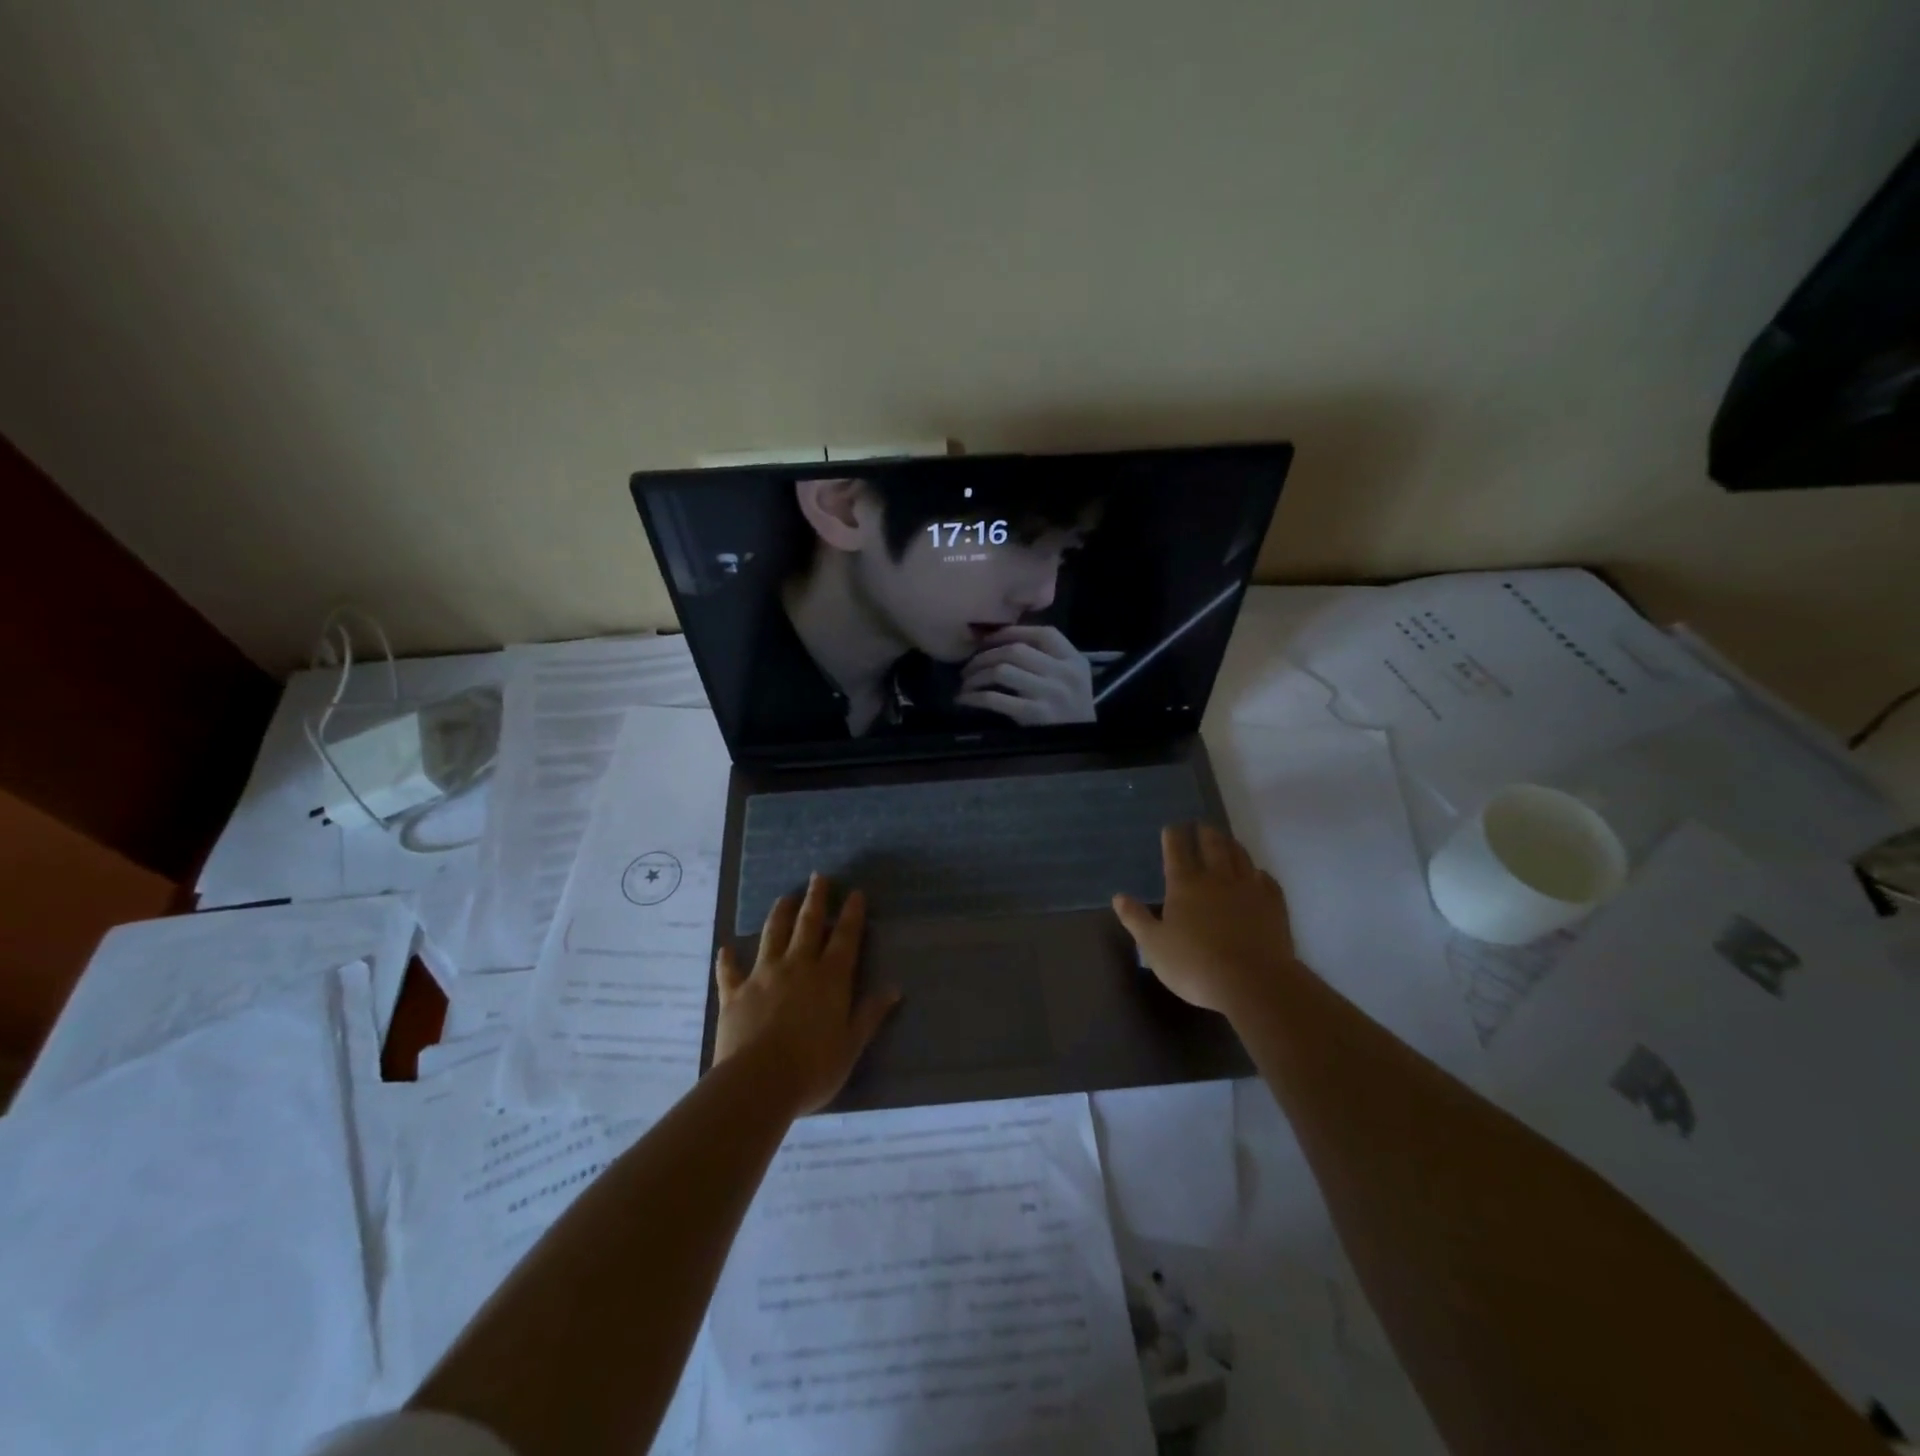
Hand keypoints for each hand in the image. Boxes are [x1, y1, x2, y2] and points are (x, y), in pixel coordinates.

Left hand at [713, 875, 900, 1115]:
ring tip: (784, 898)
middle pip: (807, 924)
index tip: (855, 893)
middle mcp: (797, 967)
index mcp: (830, 978)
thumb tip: (894, 988)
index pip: (845, 938)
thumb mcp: (851, 1045)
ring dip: (779, 914)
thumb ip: (870, 1014)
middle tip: (818, 877)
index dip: (851, 914)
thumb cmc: (813, 1067)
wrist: (757, 1083)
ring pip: (772, 935)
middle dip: (815, 899)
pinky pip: (730, 971)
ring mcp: (763, 976)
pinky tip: (725, 948)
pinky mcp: (735, 993)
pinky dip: (728, 959)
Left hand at [955, 625, 1095, 725]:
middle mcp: (1063, 673)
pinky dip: (974, 697)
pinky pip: (995, 699)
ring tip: (966, 682)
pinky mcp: (1034, 715)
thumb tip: (1003, 643)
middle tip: (969, 666)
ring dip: (976, 675)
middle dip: (985, 655)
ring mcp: (1049, 694)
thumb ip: (1050, 658)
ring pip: (1002, 671)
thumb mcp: (1072, 677)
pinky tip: (965, 699)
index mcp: (1073, 660)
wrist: (1086, 743)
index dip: (1010, 632)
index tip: (987, 639)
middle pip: (1015, 651)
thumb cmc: (1073, 709)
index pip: (1041, 634)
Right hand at [1112, 823, 1295, 1014]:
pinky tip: (1258, 875)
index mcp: (1185, 884)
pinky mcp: (1273, 905)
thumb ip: (1136, 919)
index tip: (1172, 827)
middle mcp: (1217, 878)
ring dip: (1231, 844)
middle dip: (1204, 832)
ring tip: (1227, 840)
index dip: (1173, 836)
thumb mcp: (1153, 945)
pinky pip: (1266, 879)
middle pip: (1212, 845)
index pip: (1176, 850)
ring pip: (1240, 856)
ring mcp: (1248, 888)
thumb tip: (1118, 896)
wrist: (1252, 983)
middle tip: (1201, 825)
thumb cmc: (1194, 965)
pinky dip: (1259, 873)